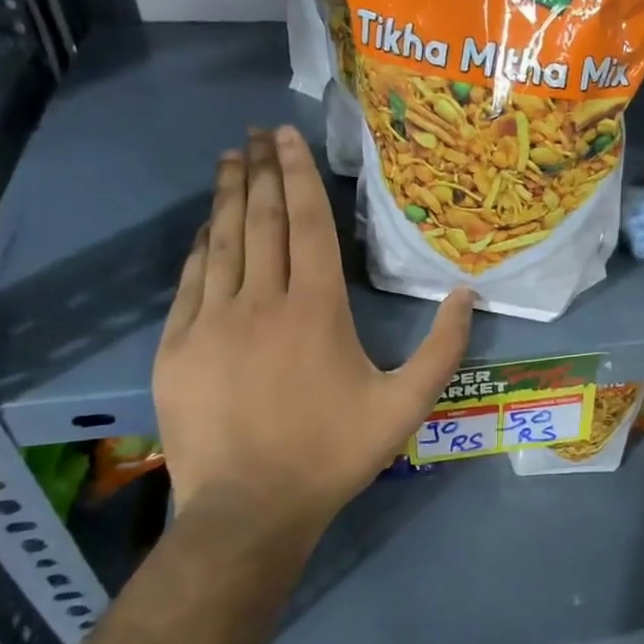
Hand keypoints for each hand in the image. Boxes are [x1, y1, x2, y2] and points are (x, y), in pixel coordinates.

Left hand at [154, 129, 473, 528]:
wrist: (249, 510)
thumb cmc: (333, 453)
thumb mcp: (406, 405)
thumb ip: (442, 348)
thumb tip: (466, 294)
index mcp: (316, 309)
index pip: (307, 223)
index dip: (298, 174)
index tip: (285, 136)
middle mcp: (261, 301)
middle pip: (262, 221)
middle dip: (261, 171)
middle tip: (256, 134)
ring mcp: (212, 321)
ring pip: (222, 242)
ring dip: (229, 196)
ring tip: (230, 159)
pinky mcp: (177, 346)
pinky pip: (191, 281)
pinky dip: (201, 246)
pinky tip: (207, 227)